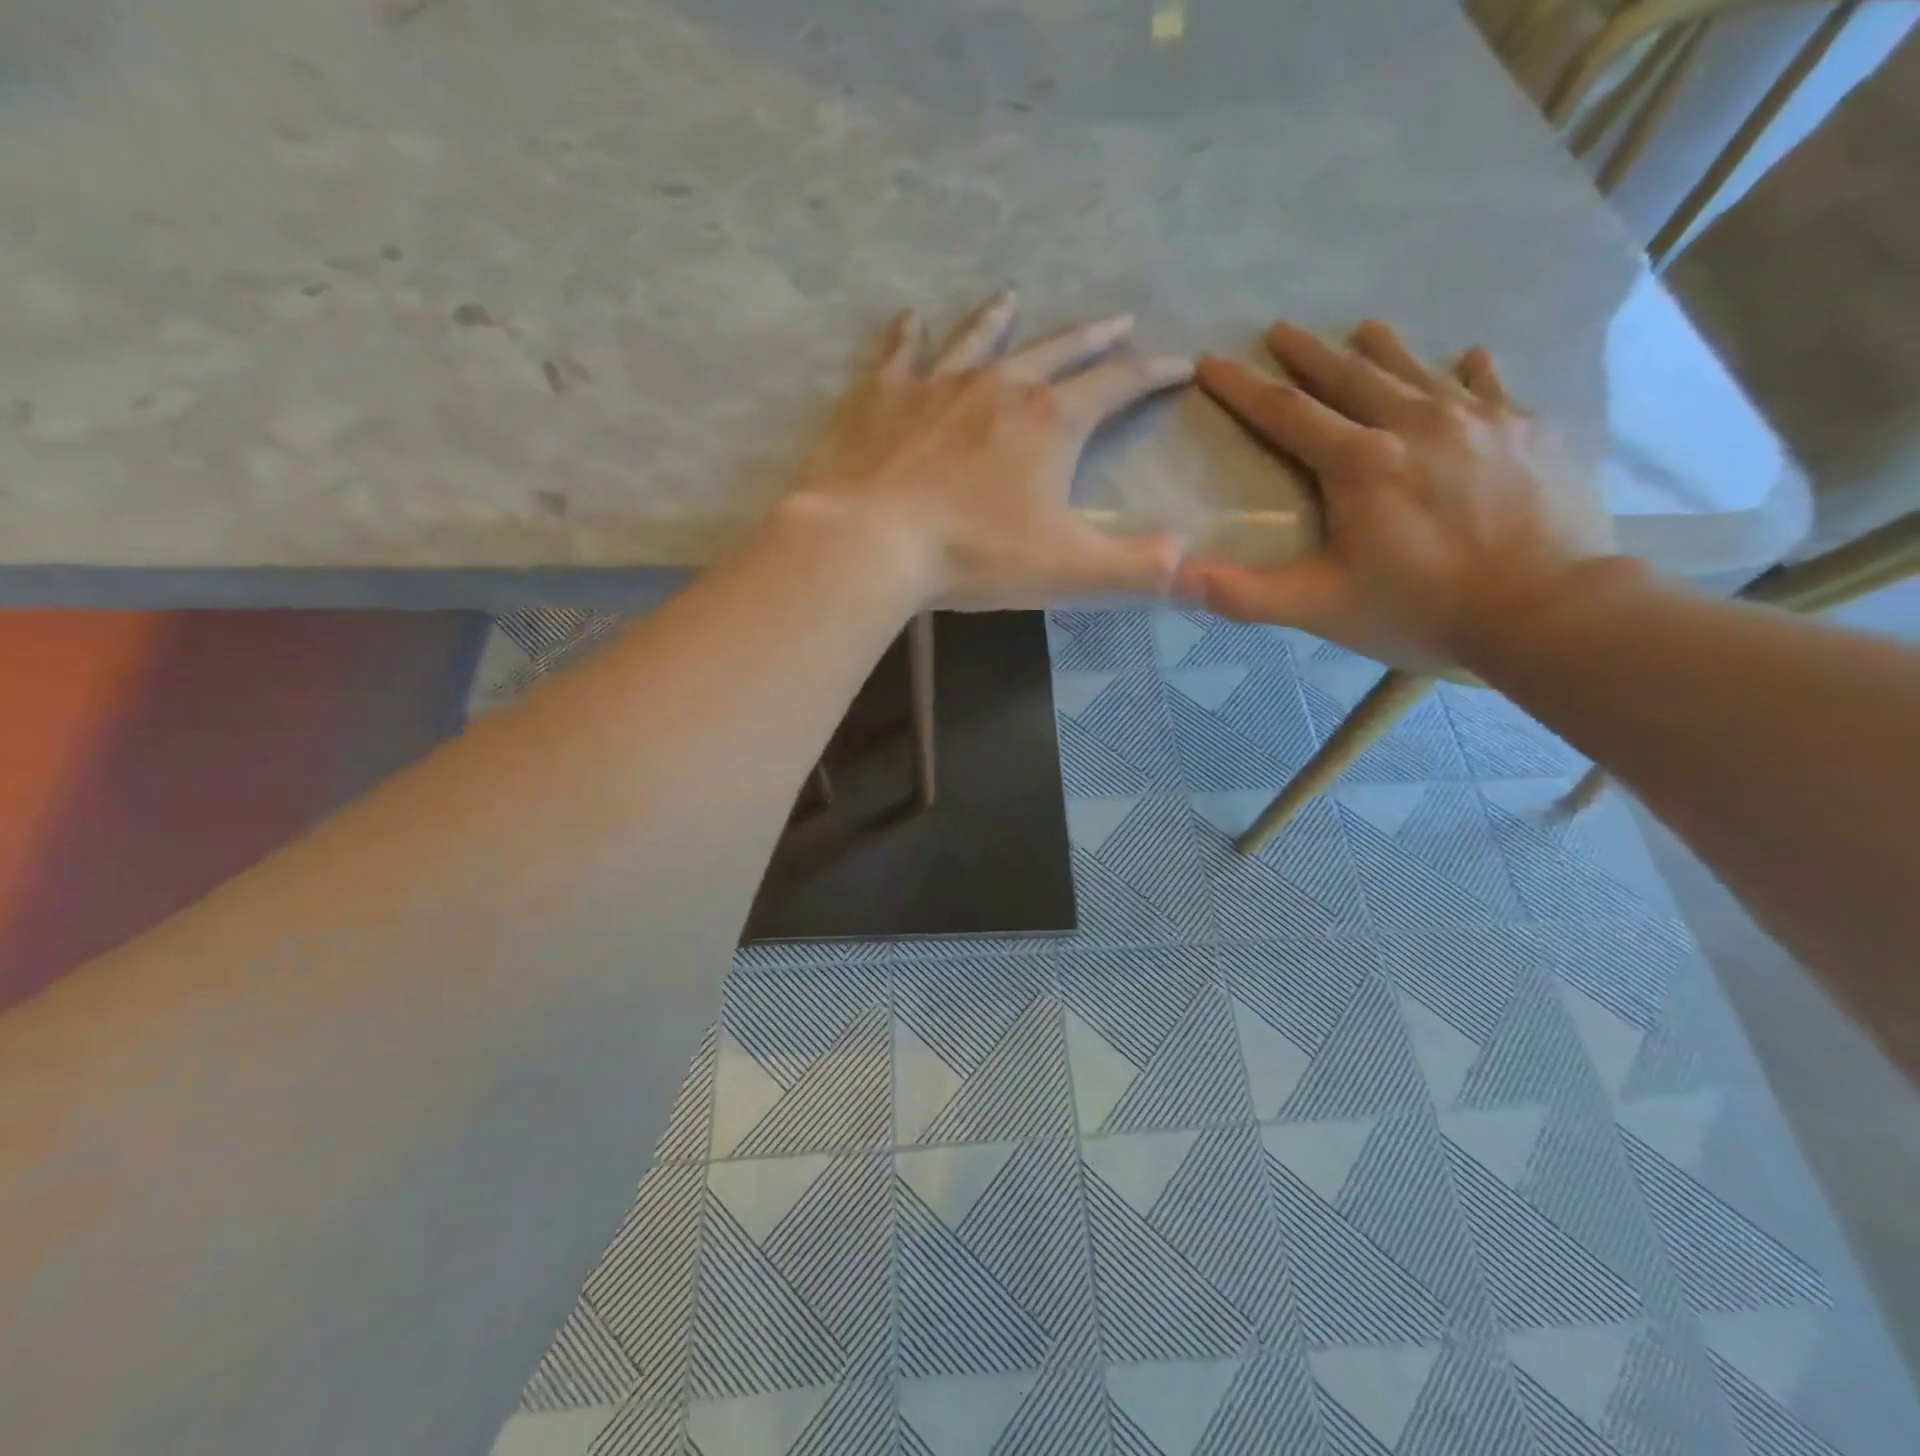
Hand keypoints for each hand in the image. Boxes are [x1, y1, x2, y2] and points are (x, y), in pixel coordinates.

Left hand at [773, 291, 1193, 609]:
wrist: (870, 542)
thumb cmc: (973, 555)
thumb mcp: (1069, 569)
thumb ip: (1136, 566)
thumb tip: (1188, 556)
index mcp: (1049, 422)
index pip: (1117, 385)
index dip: (1153, 373)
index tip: (1178, 363)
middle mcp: (999, 386)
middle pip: (1058, 349)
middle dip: (1094, 337)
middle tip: (1118, 320)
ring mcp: (936, 384)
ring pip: (978, 338)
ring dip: (1001, 318)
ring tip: (1013, 295)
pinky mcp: (881, 396)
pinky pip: (899, 353)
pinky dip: (907, 334)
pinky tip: (910, 318)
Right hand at [1179, 319, 1615, 668]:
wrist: (1546, 610)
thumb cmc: (1420, 608)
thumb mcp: (1319, 607)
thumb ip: (1244, 593)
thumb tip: (1174, 578)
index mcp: (1360, 464)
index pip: (1286, 414)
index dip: (1242, 388)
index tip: (1210, 361)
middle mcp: (1415, 425)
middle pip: (1350, 377)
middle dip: (1308, 353)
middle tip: (1280, 328)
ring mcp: (1478, 422)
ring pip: (1418, 371)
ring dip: (1383, 349)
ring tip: (1364, 327)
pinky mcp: (1527, 433)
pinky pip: (1492, 388)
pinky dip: (1472, 371)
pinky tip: (1469, 357)